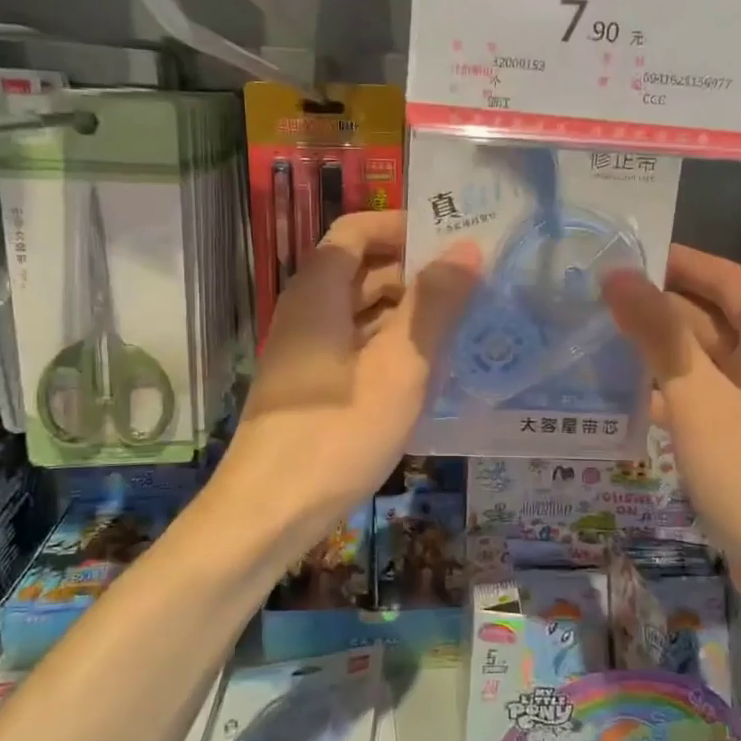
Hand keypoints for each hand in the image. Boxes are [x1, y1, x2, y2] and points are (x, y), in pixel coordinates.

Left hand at [219, 210, 480, 539]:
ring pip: (360, 313)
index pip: (357, 230)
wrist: (268, 513)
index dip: (402, 227)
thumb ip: (434, 305)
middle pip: (360, 270)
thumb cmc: (337, 433)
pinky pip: (355, 349)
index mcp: (318, 292)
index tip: (451, 241)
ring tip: (462, 326)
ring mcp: (305, 353)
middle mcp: (306, 313)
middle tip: (473, 285)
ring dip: (406, 312)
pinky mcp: (311, 389)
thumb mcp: (399, 366)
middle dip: (414, 271)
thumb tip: (467, 247)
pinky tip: (426, 371)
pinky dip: (390, 347)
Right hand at [602, 245, 740, 574]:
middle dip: (661, 309)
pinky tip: (631, 402)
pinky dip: (671, 397)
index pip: (728, 281)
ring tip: (600, 343)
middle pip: (713, 323)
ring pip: (704, 367)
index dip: (682, 262)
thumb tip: (617, 274)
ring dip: (660, 354)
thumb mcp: (699, 398)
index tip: (630, 254)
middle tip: (598, 300)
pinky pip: (704, 406)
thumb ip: (658, 334)